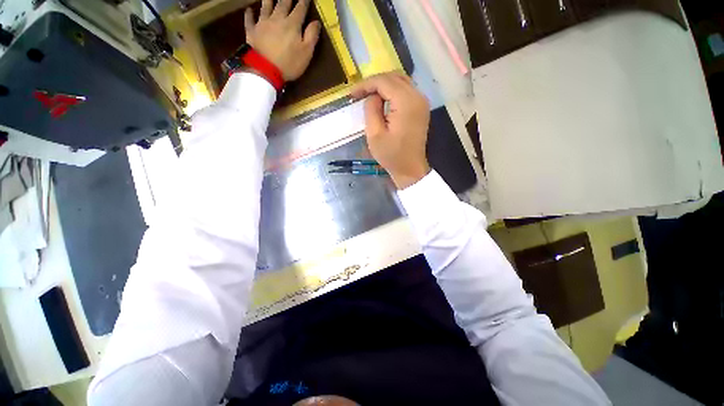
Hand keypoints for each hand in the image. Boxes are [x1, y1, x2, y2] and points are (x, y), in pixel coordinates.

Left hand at [244, 0, 320, 80]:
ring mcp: (262, 24)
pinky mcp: (252, 31)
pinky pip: (249, 19)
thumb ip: (311, 36)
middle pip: (282, 3)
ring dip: (268, 0)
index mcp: (292, 24)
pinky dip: (249, 13)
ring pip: (265, 6)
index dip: (304, 2)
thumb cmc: (289, 63)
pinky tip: (249, 9)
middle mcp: (277, 19)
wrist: (265, 70)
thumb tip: (316, 22)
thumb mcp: (306, 53)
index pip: (300, 9)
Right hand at [351, 72, 430, 189]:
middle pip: (393, 77)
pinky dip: (392, 91)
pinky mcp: (421, 107)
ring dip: (383, 85)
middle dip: (374, 83)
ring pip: (400, 81)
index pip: (384, 82)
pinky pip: (406, 90)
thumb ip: (371, 110)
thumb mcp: (374, 135)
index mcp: (406, 102)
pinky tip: (382, 99)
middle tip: (359, 94)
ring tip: (368, 95)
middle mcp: (418, 96)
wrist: (410, 168)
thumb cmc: (391, 155)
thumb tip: (372, 96)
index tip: (351, 94)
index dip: (365, 84)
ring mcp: (422, 101)